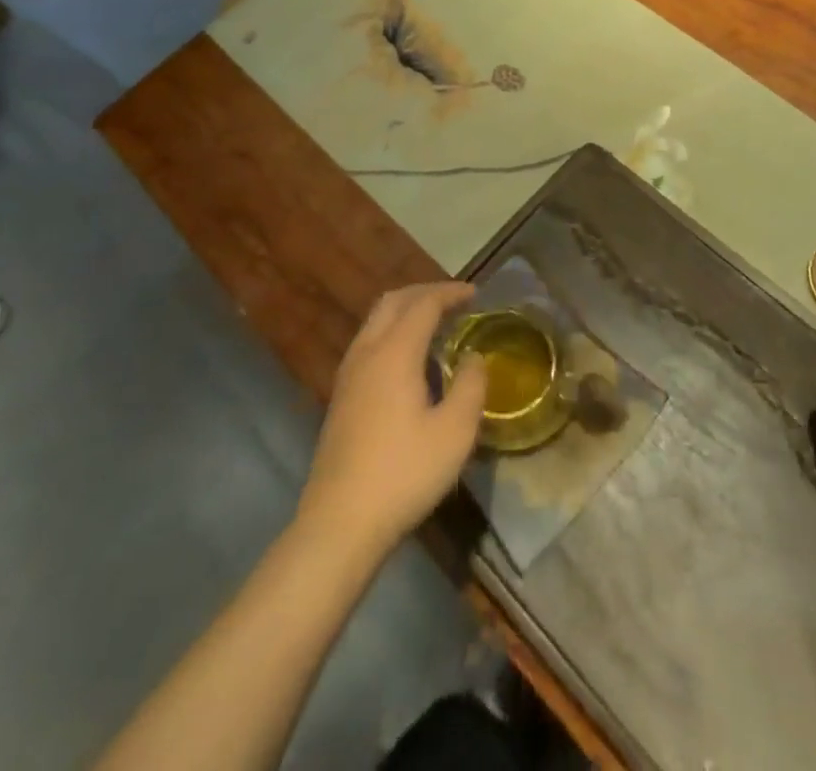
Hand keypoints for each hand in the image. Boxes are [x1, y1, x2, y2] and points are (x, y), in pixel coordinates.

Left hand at [297, 282, 487, 557]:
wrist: (340, 522)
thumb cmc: (404, 473)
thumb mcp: (454, 432)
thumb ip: (471, 386)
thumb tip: (474, 358)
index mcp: (395, 352)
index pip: (424, 304)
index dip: (450, 293)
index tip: (475, 293)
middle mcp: (367, 352)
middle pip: (393, 302)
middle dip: (425, 293)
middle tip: (454, 301)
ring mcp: (348, 374)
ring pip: (376, 321)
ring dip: (406, 311)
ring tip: (434, 324)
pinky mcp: (341, 396)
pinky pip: (368, 342)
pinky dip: (392, 331)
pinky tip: (408, 359)